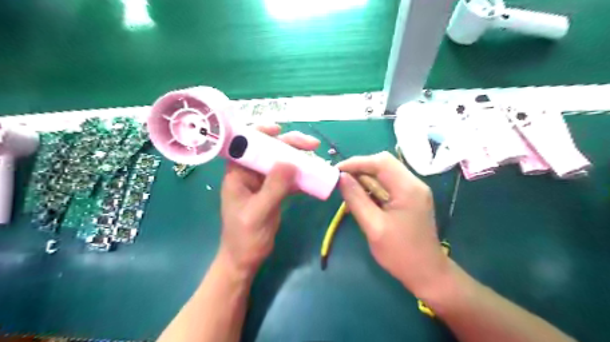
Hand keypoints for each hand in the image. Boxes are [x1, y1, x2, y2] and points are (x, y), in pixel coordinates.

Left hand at [220, 124, 319, 279]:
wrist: (245, 259)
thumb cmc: (244, 237)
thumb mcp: (258, 213)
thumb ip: (273, 188)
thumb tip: (291, 162)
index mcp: (237, 173)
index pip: (245, 143)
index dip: (261, 132)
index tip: (280, 130)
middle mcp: (249, 173)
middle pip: (269, 150)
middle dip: (289, 145)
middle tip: (312, 146)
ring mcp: (262, 182)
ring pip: (281, 163)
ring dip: (298, 160)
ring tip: (317, 159)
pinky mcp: (273, 192)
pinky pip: (288, 178)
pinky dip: (301, 176)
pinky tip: (314, 177)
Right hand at [338, 152, 446, 295]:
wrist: (427, 273)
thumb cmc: (400, 253)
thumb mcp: (373, 226)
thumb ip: (356, 198)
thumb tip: (341, 177)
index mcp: (408, 188)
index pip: (380, 162)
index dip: (356, 162)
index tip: (336, 171)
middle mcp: (413, 183)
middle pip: (383, 164)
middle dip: (359, 170)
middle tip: (340, 181)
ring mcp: (413, 190)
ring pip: (384, 174)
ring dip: (364, 180)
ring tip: (347, 192)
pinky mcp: (409, 198)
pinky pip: (387, 186)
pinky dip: (371, 189)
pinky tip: (360, 200)